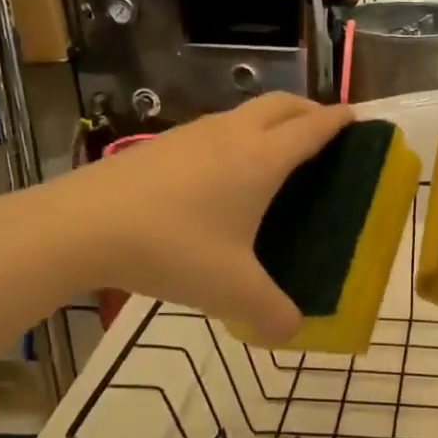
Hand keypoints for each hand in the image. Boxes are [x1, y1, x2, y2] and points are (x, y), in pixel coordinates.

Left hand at [33, 94, 352, 341]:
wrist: (80, 226)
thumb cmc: (172, 248)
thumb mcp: (232, 291)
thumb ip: (271, 314)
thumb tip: (292, 332)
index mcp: (261, 160)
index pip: (312, 129)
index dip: (338, 121)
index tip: (356, 117)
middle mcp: (231, 136)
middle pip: (281, 105)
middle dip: (308, 110)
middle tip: (323, 130)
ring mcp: (191, 135)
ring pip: (243, 113)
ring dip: (268, 121)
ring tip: (274, 153)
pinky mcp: (159, 145)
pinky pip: (212, 130)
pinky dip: (234, 137)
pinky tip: (219, 174)